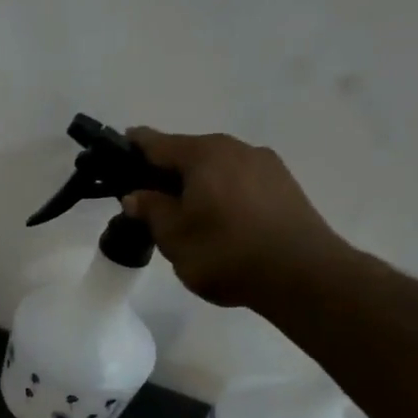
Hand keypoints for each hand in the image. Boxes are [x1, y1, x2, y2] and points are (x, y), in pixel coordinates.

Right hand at [121, 128, 355, 307]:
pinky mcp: (285, 187)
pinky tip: (221, 225)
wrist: (302, 275)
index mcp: (204, 153)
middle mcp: (236, 148)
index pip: (156, 142)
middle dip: (166, 174)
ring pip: (217, 170)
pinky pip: (240, 184)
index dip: (132, 148)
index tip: (116, 157)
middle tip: (149, 202)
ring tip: (187, 219)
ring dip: (197, 186)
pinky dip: (223, 196)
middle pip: (189, 154)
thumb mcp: (174, 237)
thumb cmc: (226, 252)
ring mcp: (266, 165)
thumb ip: (151, 210)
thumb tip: (136, 195)